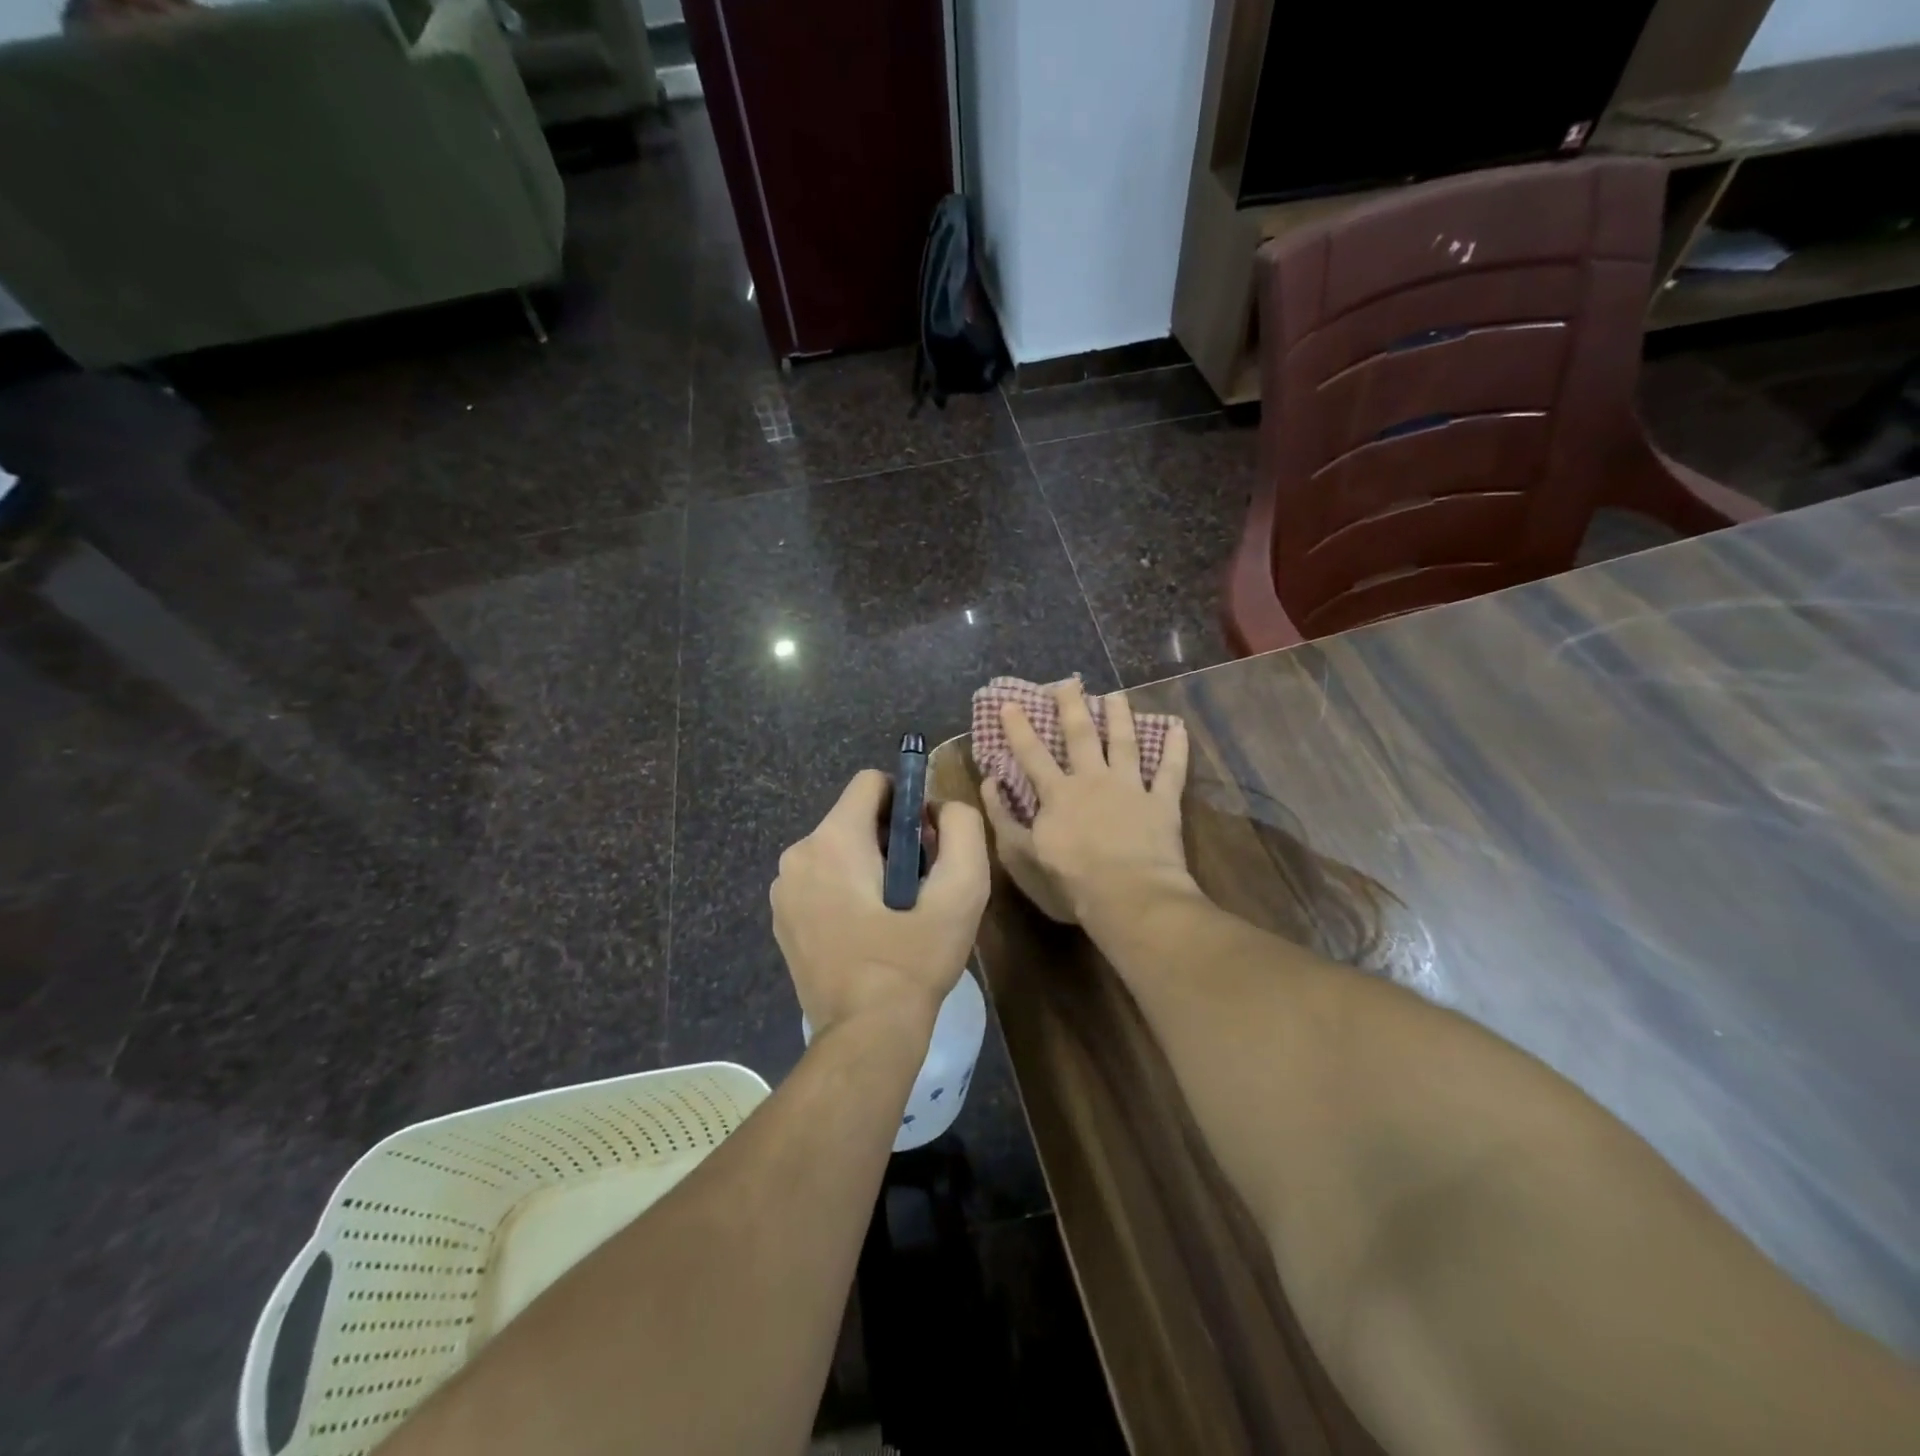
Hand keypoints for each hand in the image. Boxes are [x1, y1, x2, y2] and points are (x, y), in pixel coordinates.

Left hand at [772, 770, 989, 1038]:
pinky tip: (867, 930)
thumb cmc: (914, 960)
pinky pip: (820, 878)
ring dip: (868, 865)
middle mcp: (798, 854)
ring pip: (837, 848)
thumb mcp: (961, 892)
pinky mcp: (781, 918)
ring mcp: (783, 889)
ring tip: (893, 913)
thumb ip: (963, 831)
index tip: (924, 841)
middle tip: (916, 885)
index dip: (906, 801)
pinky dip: (845, 889)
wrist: (866, 1034)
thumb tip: (943, 807)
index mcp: (834, 840)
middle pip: (855, 817)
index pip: (870, 782)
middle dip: (890, 838)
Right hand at [981, 681, 1193, 926]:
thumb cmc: (1070, 882)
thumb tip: (990, 783)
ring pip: (1125, 743)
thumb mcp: (1022, 856)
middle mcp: (1093, 780)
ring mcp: (1131, 788)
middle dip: (1072, 707)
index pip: (1033, 754)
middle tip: (1068, 682)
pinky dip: (1176, 749)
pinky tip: (1177, 727)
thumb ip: (1004, 818)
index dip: (1019, 728)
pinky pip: (1171, 771)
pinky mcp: (1162, 803)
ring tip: (1116, 695)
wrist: (1128, 897)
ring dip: (1120, 717)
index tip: (1010, 703)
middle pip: (1081, 736)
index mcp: (1058, 794)